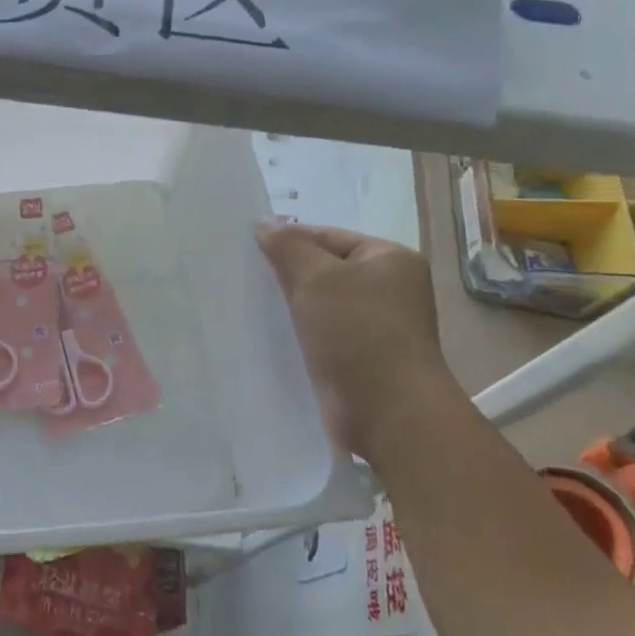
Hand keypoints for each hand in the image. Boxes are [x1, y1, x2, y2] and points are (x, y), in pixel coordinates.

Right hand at [255, 221, 449, 454]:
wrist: (388, 411)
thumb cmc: (357, 331)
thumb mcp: (316, 277)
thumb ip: (287, 246)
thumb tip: (264, 224)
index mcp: (390, 259)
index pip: (328, 236)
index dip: (288, 240)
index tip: (247, 250)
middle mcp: (390, 289)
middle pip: (325, 269)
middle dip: (286, 273)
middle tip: (244, 275)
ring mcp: (377, 326)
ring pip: (321, 303)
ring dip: (290, 305)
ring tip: (250, 304)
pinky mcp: (361, 357)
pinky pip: (322, 333)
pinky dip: (299, 331)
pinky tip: (269, 335)